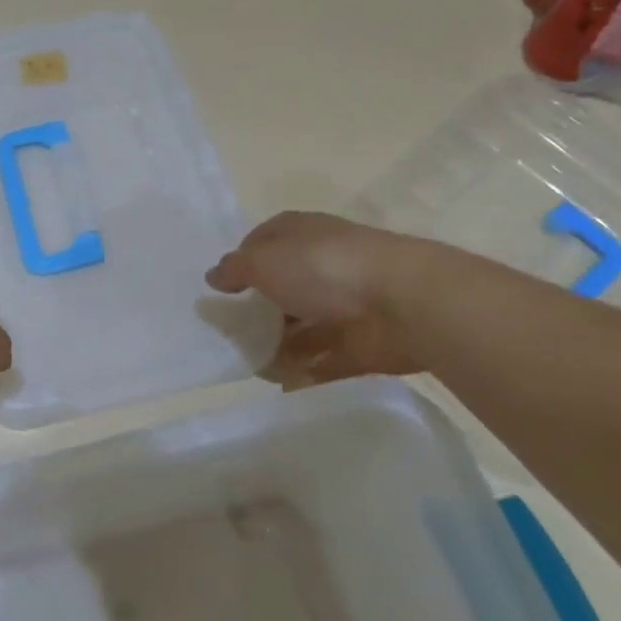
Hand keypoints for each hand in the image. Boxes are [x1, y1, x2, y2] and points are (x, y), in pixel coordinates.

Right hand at [206, 212, 434, 385]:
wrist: (406, 304)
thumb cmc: (325, 269)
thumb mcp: (264, 261)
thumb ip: (235, 269)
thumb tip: (214, 276)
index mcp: (302, 235)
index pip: (264, 242)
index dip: (241, 262)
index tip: (222, 290)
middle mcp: (324, 264)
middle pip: (283, 287)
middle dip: (259, 310)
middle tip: (230, 335)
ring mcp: (346, 304)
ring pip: (305, 327)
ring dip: (281, 346)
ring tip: (252, 367)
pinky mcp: (364, 343)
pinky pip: (329, 361)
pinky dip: (309, 373)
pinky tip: (284, 385)